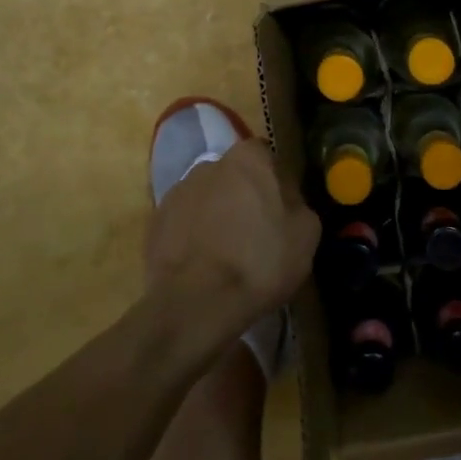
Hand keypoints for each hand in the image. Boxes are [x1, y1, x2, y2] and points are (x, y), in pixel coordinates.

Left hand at [144, 137, 318, 341]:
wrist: (197, 303)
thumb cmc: (261, 260)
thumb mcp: (306, 233)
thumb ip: (297, 203)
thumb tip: (285, 200)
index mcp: (248, 159)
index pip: (266, 156)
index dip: (275, 181)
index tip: (281, 208)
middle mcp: (209, 165)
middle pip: (233, 176)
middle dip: (243, 196)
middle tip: (256, 231)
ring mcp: (177, 193)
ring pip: (206, 199)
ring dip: (216, 216)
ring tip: (226, 254)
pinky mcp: (155, 223)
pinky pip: (184, 223)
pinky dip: (193, 237)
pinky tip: (204, 266)